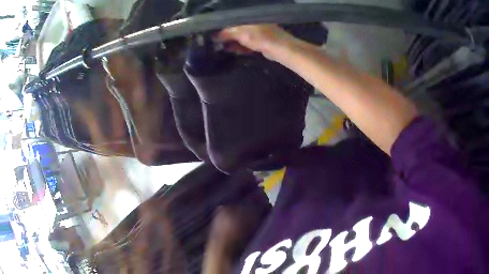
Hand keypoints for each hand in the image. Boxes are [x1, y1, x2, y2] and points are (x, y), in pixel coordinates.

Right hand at [218, 24, 295, 60]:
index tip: (212, 31)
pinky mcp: (261, 41)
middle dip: (226, 34)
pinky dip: (240, 46)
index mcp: (248, 17)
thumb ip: (226, 34)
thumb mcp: (240, 33)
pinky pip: (247, 43)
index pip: (232, 19)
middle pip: (236, 28)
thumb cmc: (259, 37)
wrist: (280, 49)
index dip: (222, 25)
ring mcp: (258, 32)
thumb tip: (213, 36)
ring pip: (241, 36)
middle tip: (214, 41)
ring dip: (232, 42)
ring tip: (220, 47)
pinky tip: (232, 50)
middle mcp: (253, 22)